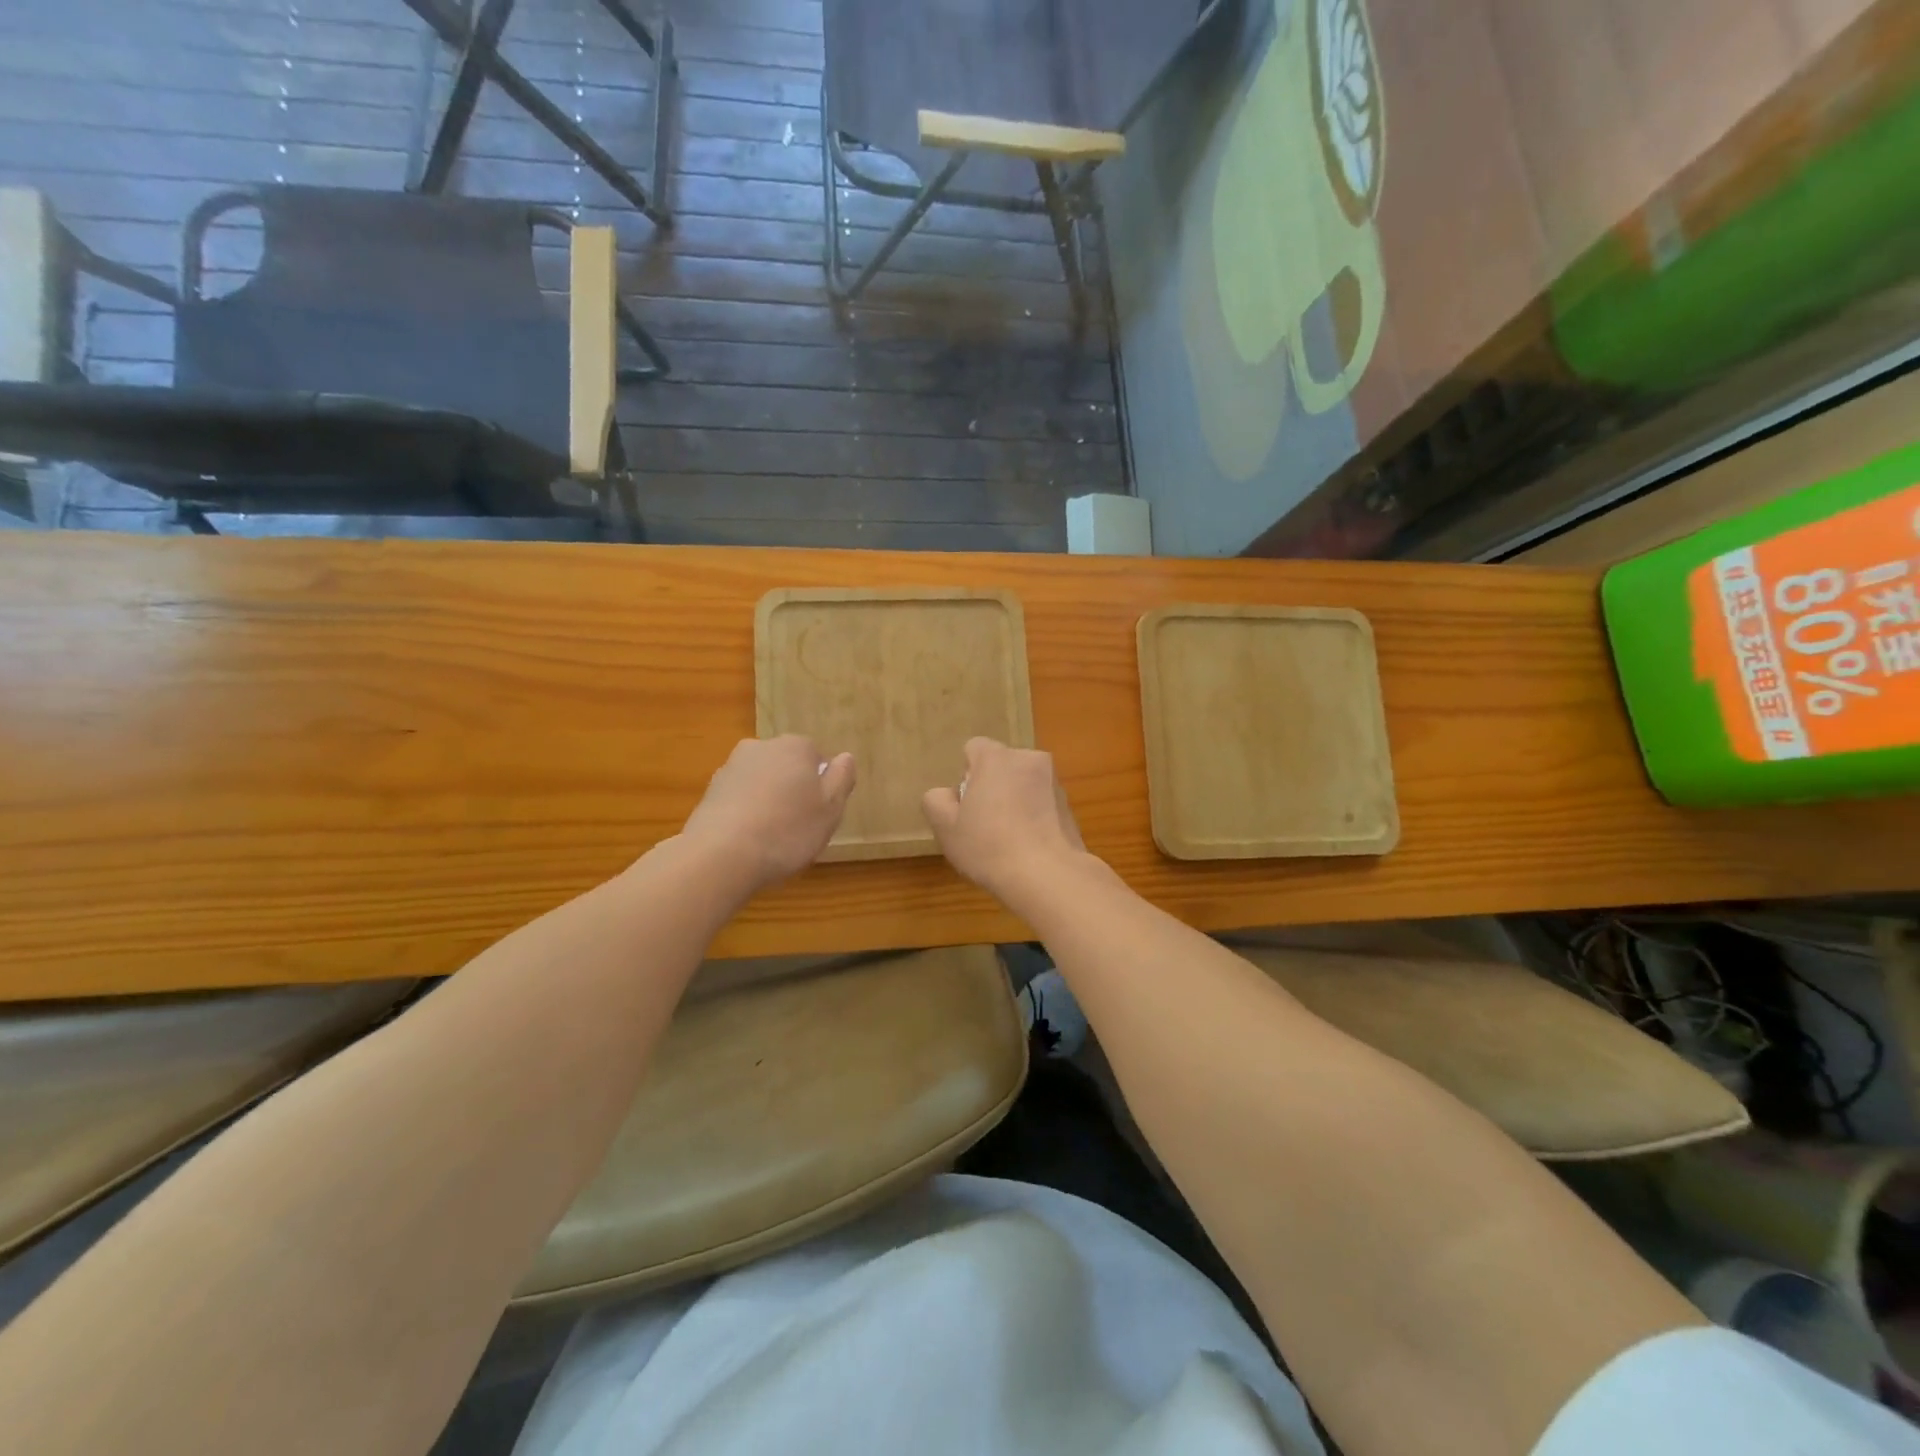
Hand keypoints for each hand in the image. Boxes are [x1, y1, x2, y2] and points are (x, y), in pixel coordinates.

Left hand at [680, 736, 855, 893]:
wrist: (720, 855)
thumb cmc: (787, 830)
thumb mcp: (831, 809)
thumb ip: (842, 778)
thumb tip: (845, 757)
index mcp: (795, 746)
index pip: (817, 758)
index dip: (821, 787)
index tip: (820, 814)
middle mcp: (761, 747)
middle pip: (787, 768)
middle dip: (793, 791)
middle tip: (799, 827)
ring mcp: (731, 768)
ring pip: (762, 783)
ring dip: (768, 803)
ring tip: (772, 839)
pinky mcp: (709, 792)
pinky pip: (740, 800)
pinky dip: (746, 814)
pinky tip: (748, 842)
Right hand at [921, 738, 1088, 902]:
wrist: (1048, 876)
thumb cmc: (989, 846)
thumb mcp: (946, 828)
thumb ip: (936, 801)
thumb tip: (947, 795)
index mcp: (997, 758)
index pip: (974, 748)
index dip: (966, 775)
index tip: (966, 805)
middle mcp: (1029, 760)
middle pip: (1001, 766)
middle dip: (992, 787)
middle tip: (983, 824)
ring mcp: (1054, 783)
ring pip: (1024, 785)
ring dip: (1015, 802)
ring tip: (1008, 840)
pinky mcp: (1070, 807)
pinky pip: (1042, 804)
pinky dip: (1034, 817)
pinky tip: (1028, 848)